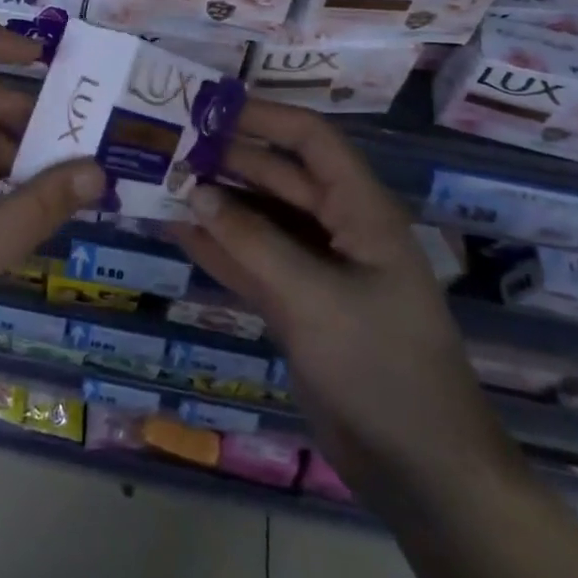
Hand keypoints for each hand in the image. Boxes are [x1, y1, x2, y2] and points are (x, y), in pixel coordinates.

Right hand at [172, 101, 521, 506]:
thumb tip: (195, 190)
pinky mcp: (296, 304)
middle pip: (276, 176)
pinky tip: (173, 228)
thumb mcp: (313, 297)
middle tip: (165, 143)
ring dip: (213, 201)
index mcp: (360, 210)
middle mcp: (337, 228)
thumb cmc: (380, 366)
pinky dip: (216, 245)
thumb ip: (251, 241)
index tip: (206, 106)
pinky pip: (250, 260)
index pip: (310, 140)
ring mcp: (314, 268)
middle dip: (225, 158)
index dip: (262, 116)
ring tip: (158, 179)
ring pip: (257, 218)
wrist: (419, 471)